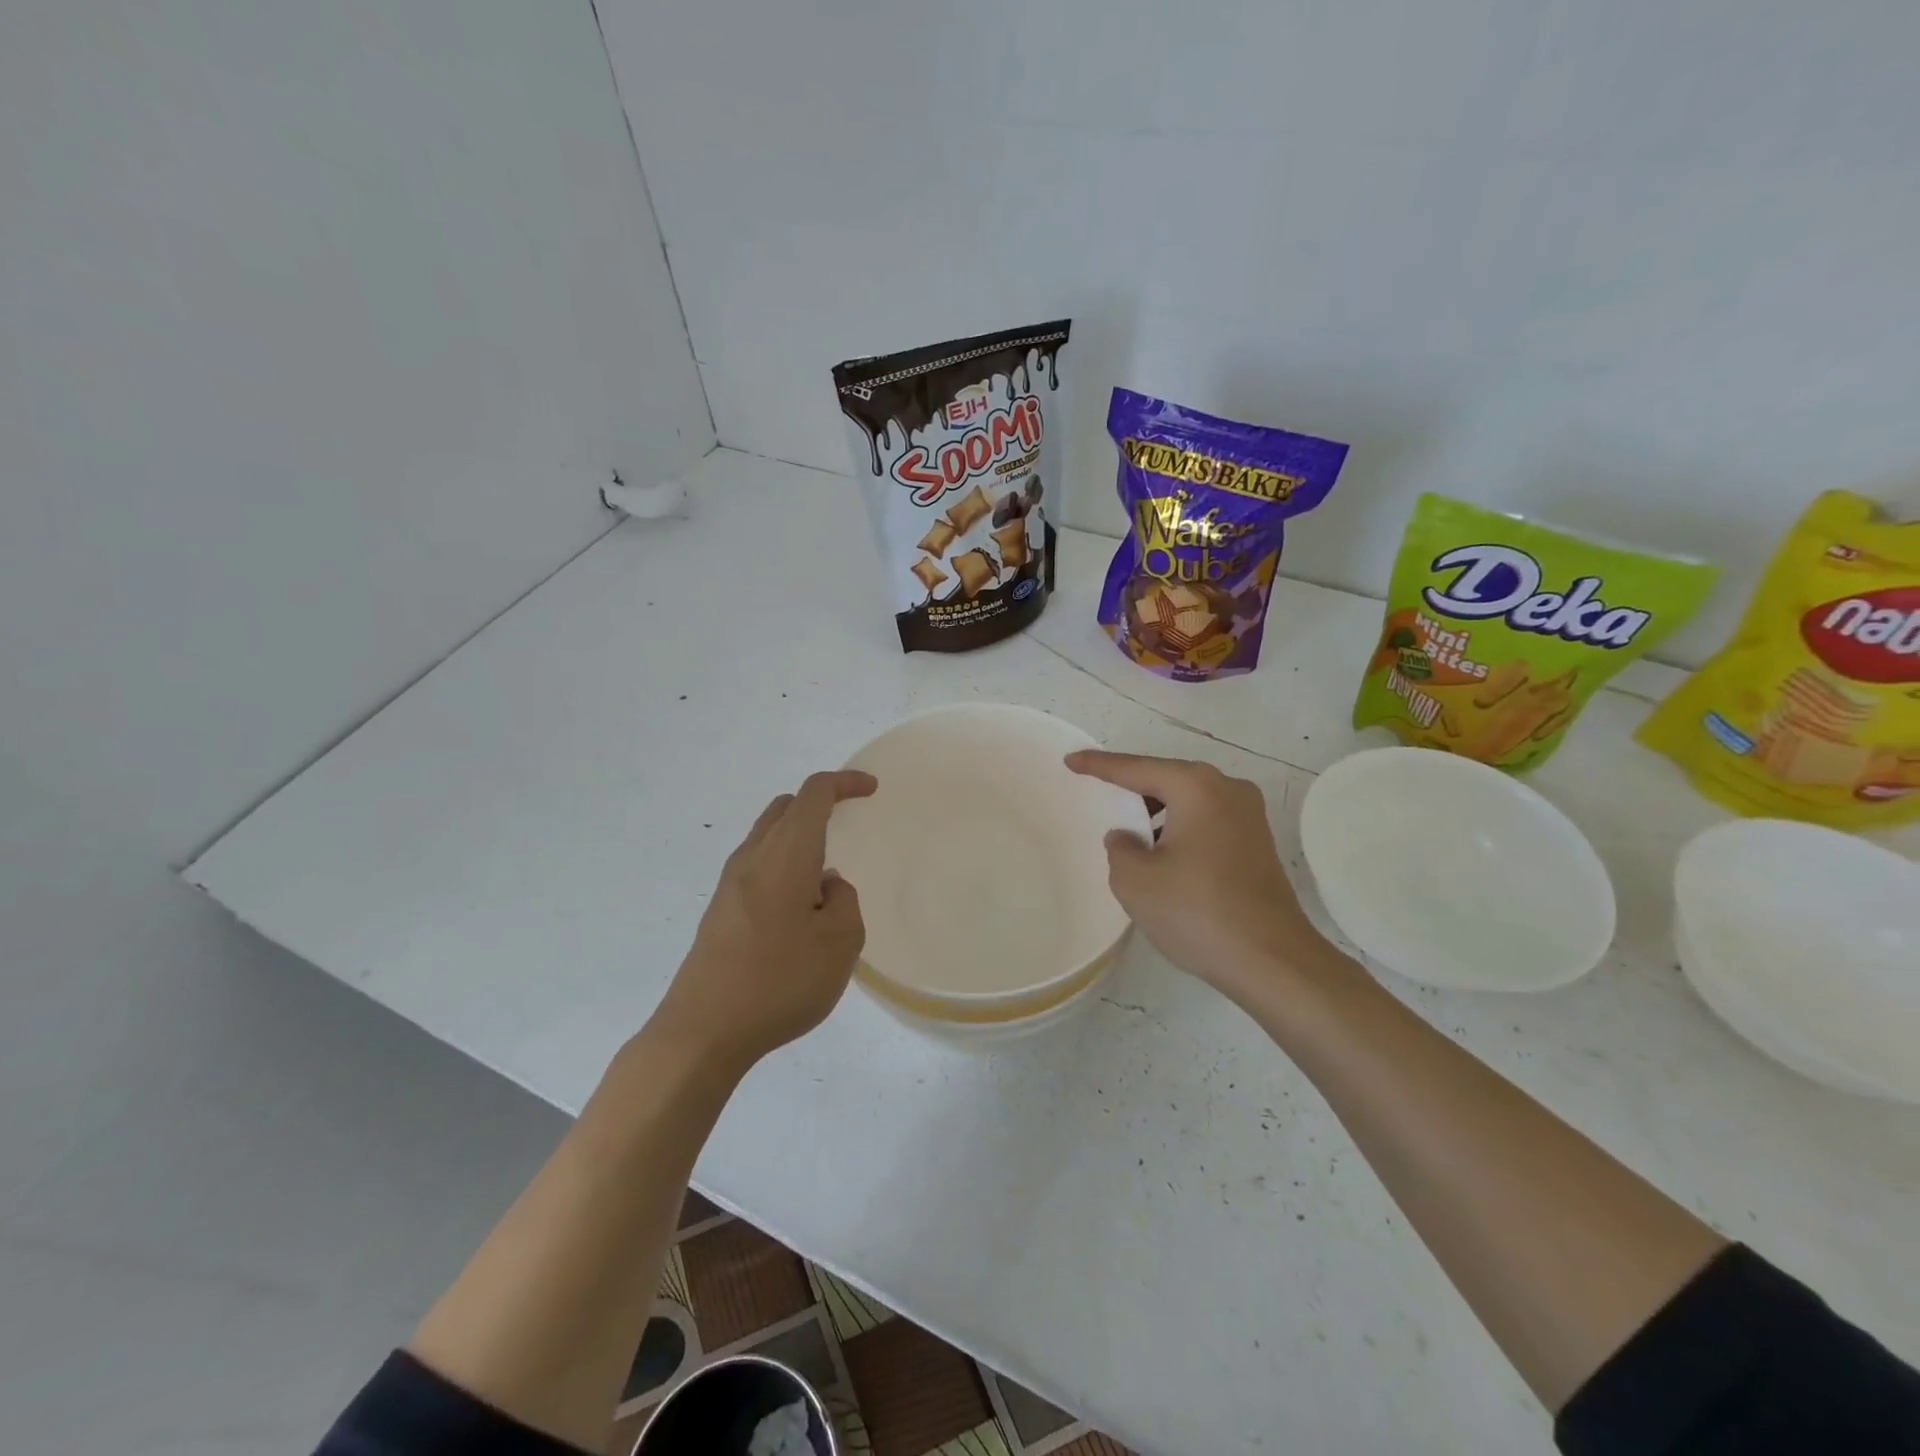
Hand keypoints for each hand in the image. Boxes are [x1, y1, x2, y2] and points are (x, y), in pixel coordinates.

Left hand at [654, 770, 875, 1071]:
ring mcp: (729, 884)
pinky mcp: (719, 910)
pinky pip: (756, 865)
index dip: (844, 783)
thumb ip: (844, 900)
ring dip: (798, 837)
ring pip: (767, 836)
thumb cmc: (780, 981)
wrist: (702, 1031)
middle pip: (785, 808)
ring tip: (825, 873)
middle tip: (846, 821)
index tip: (871, 789)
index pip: (814, 795)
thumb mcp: (840, 943)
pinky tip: (798, 905)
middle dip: (818, 804)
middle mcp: (752, 857)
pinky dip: (782, 863)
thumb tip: (826, 884)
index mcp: (785, 855)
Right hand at [1066, 750, 1329, 1004]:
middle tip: (1099, 791)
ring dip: (1158, 812)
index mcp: (1197, 787)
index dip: (1099, 765)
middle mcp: (1228, 790)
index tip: (1072, 760)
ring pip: (1190, 802)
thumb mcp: (1136, 880)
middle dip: (1133, 787)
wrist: (1272, 960)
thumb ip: (1120, 848)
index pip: (1136, 768)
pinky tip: (1163, 853)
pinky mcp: (1258, 845)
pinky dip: (1180, 829)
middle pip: (1168, 779)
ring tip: (1128, 829)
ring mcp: (1250, 818)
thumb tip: (1129, 838)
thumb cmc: (1197, 911)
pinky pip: (1207, 822)